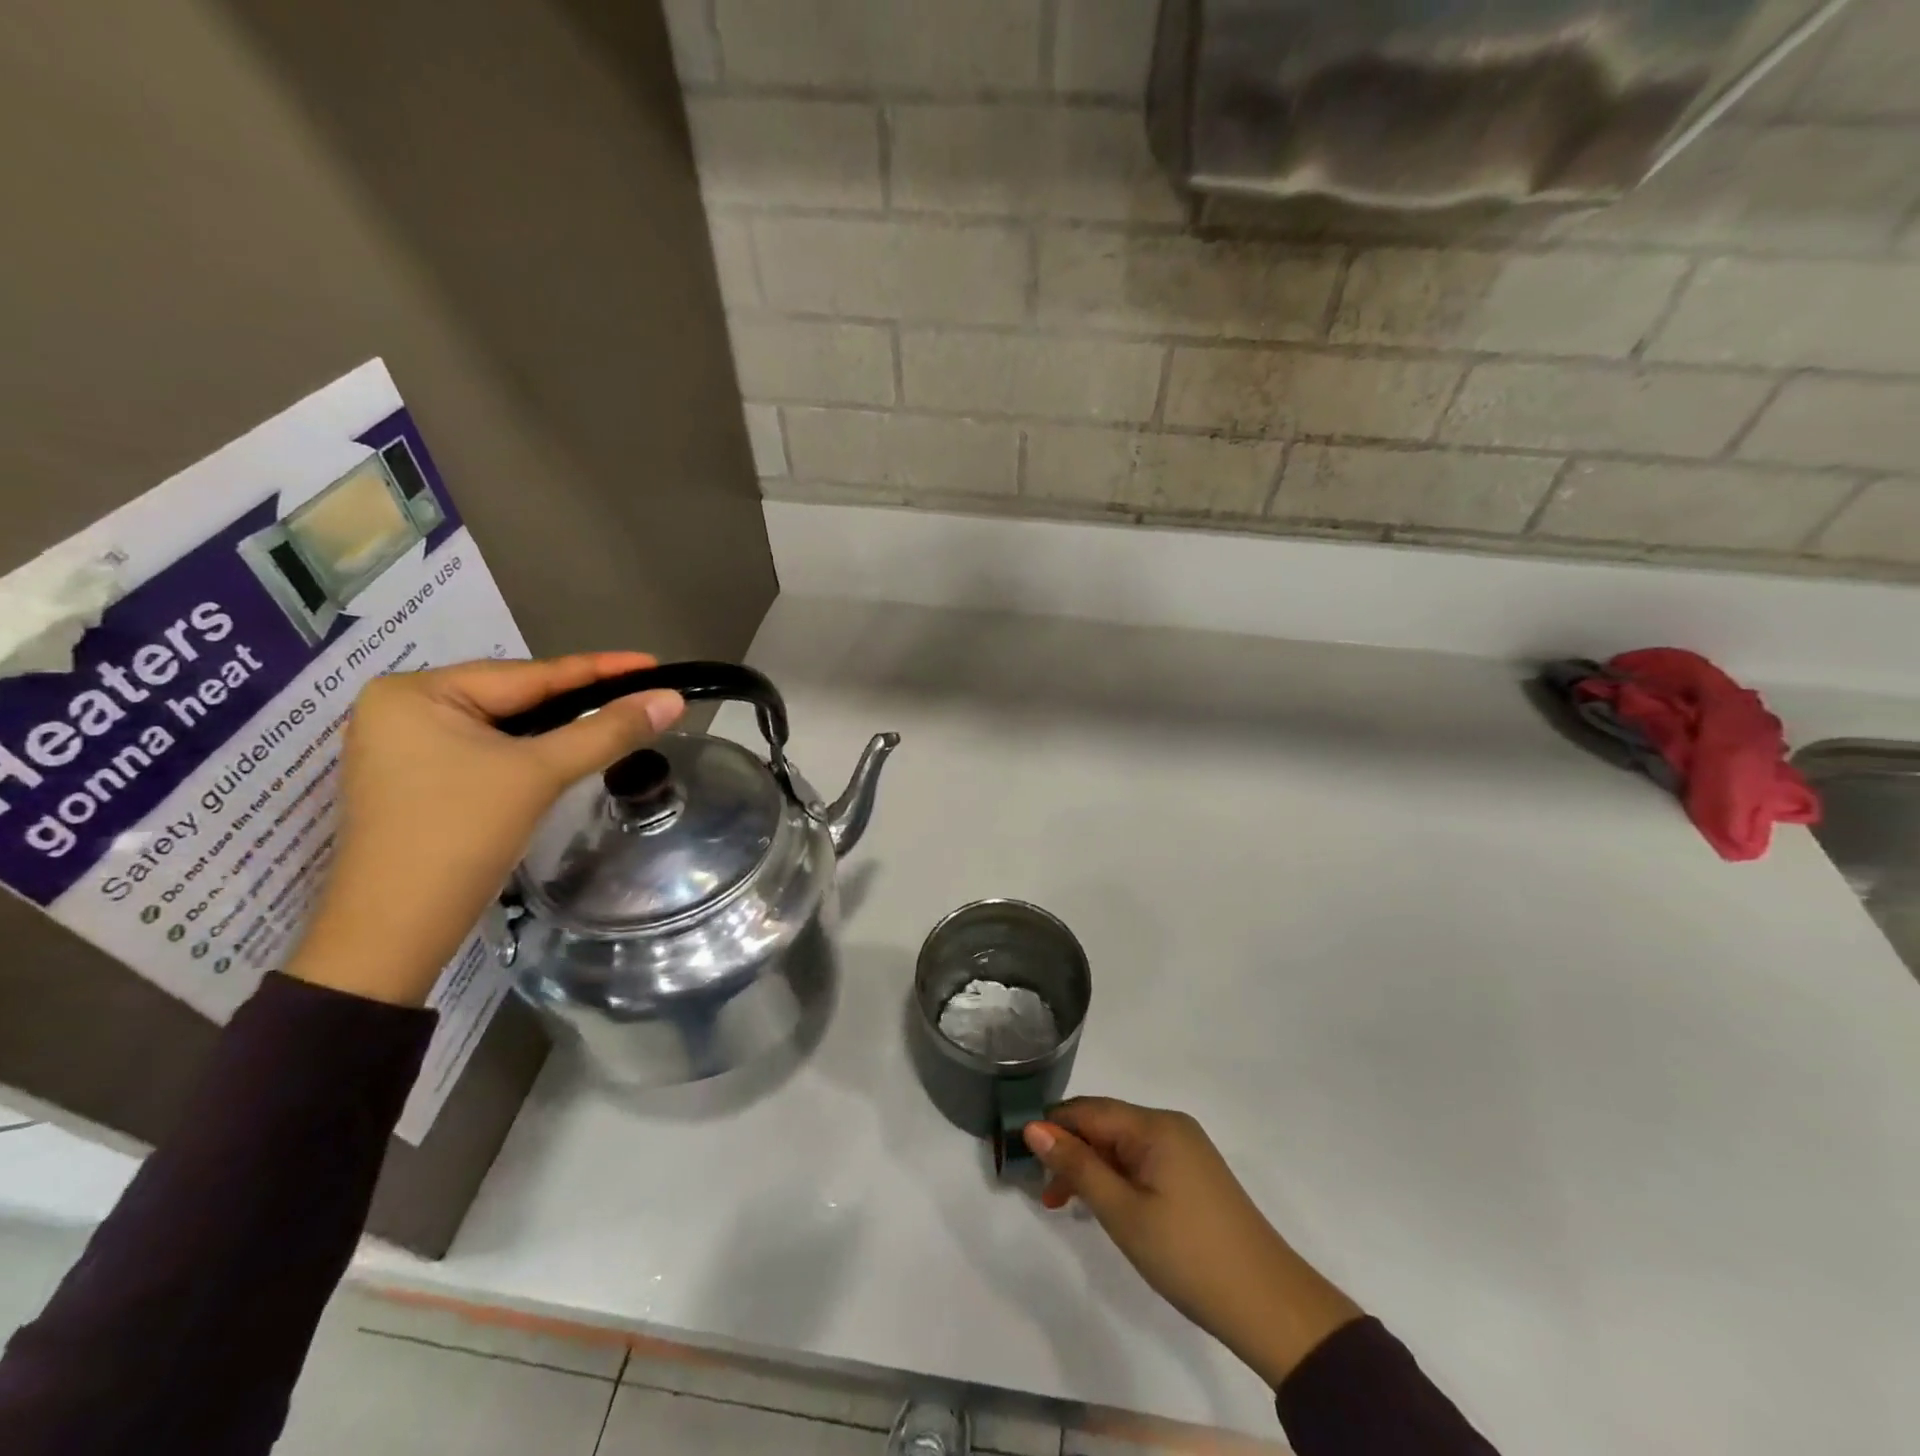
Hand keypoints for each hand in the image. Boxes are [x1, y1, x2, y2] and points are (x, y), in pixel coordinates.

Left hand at [288, 653, 684, 1006]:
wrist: (394, 933)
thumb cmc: (460, 837)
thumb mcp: (540, 774)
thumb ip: (608, 731)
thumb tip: (672, 699)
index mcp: (417, 692)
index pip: (529, 674)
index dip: (599, 670)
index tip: (653, 664)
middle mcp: (401, 708)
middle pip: (515, 698)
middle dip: (579, 701)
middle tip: (641, 695)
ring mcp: (403, 746)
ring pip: (504, 727)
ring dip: (558, 729)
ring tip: (615, 719)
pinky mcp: (415, 780)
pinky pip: (487, 751)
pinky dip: (530, 752)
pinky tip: (564, 754)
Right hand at [1024, 1099, 1362, 1387]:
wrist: (1269, 1305)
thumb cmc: (1188, 1254)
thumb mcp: (1123, 1212)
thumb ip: (1077, 1167)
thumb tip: (1034, 1127)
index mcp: (1154, 1125)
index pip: (1088, 1110)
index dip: (1052, 1128)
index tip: (1020, 1157)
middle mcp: (1170, 1125)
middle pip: (1105, 1124)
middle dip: (1070, 1151)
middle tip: (1045, 1194)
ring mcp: (1186, 1150)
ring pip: (1122, 1145)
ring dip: (1091, 1168)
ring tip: (1066, 1205)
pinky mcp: (1194, 1175)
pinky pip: (1143, 1161)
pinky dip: (1117, 1178)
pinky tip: (1105, 1206)